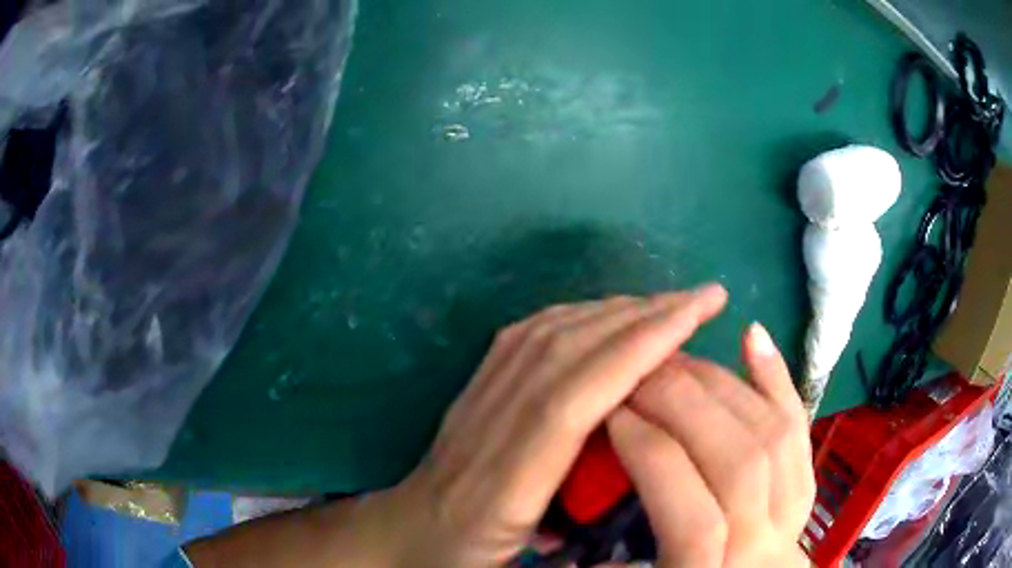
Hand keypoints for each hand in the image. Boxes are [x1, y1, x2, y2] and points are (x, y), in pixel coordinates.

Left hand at [388, 285, 729, 566]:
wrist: (405, 530)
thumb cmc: (460, 558)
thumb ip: (571, 554)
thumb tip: (641, 534)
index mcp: (503, 484)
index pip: (575, 399)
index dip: (638, 351)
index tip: (695, 317)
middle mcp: (489, 426)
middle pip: (567, 352)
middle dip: (644, 316)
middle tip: (701, 298)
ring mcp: (477, 397)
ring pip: (551, 333)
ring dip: (616, 309)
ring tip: (669, 303)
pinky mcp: (477, 385)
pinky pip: (530, 335)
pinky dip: (579, 314)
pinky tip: (609, 314)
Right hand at [607, 323, 814, 566]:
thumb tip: (583, 546)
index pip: (695, 520)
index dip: (653, 459)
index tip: (612, 414)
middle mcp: (765, 549)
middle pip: (740, 464)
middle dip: (684, 406)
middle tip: (639, 373)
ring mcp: (795, 514)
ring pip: (773, 435)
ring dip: (723, 385)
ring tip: (677, 357)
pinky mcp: (806, 489)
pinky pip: (798, 428)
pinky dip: (778, 379)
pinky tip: (752, 336)